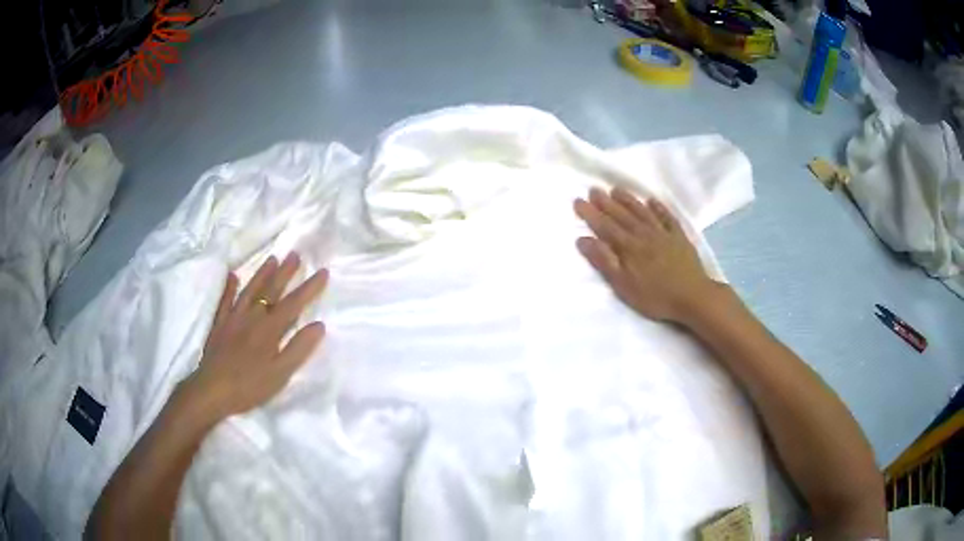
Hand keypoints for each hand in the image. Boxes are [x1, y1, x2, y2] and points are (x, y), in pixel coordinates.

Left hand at [184, 253, 328, 419]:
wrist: (212, 390)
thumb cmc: (250, 386)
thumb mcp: (280, 373)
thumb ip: (298, 348)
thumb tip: (319, 325)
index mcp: (270, 329)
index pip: (293, 304)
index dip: (309, 288)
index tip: (323, 271)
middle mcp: (252, 317)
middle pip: (271, 290)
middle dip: (285, 272)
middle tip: (295, 253)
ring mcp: (233, 318)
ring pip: (250, 291)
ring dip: (262, 274)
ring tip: (272, 258)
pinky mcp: (219, 324)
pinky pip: (224, 301)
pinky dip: (228, 287)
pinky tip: (232, 275)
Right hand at [574, 187, 716, 324]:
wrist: (693, 297)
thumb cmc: (655, 296)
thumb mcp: (623, 285)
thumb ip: (604, 261)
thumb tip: (583, 239)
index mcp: (628, 247)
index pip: (605, 226)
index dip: (590, 213)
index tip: (578, 201)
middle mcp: (643, 234)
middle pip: (622, 215)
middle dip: (605, 202)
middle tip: (593, 189)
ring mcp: (663, 233)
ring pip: (642, 212)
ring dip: (628, 200)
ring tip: (616, 189)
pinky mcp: (679, 237)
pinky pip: (667, 217)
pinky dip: (658, 208)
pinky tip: (652, 201)